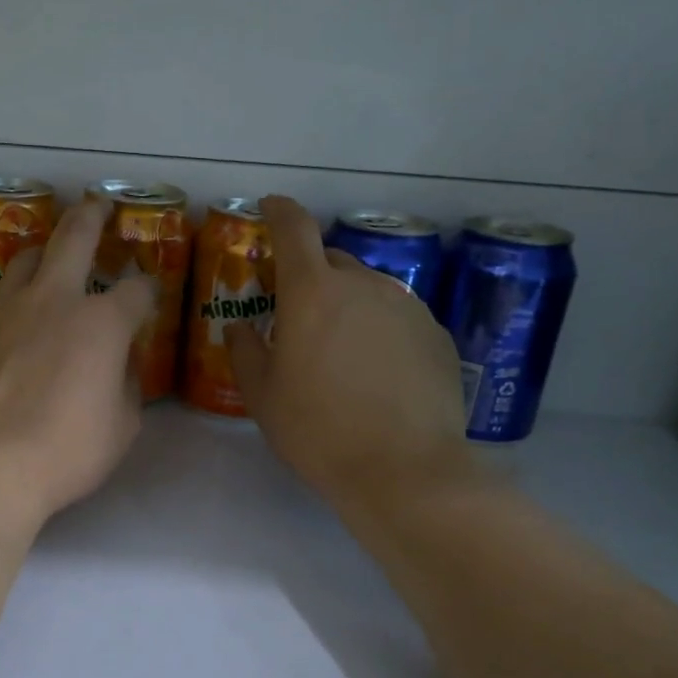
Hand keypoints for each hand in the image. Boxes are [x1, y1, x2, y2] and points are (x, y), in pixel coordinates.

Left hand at [0, 196, 155, 528]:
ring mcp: (4, 312)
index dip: (147, 291)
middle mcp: (52, 301)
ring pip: (25, 261)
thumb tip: (119, 366)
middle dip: (91, 217)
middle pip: (73, 238)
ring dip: (43, 252)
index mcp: (100, 323)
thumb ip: (126, 386)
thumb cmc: (64, 452)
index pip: (136, 291)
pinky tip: (14, 331)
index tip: (147, 296)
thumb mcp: (121, 427)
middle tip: (97, 206)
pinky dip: (14, 307)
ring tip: (48, 258)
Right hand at [226, 195, 473, 512]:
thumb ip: (244, 350)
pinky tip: (377, 371)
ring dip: (347, 304)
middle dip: (310, 277)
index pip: (295, 228)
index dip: (279, 211)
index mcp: (313, 292)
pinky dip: (379, 329)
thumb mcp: (262, 396)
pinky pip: (397, 316)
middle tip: (298, 316)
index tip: (270, 208)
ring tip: (340, 351)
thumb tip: (241, 326)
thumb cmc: (318, 430)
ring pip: (367, 289)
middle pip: (331, 261)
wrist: (404, 470)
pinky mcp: (436, 334)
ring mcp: (406, 307)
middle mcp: (363, 285)